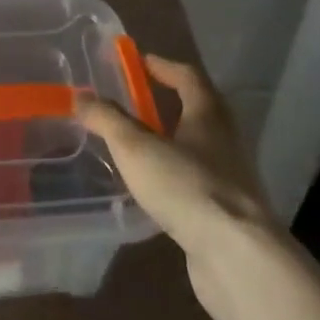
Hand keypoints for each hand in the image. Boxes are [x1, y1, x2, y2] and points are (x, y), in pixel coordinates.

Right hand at [78, 55, 276, 319]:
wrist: (238, 258)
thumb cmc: (186, 186)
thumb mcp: (135, 147)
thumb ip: (107, 119)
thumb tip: (81, 96)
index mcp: (208, 114)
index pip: (188, 76)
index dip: (164, 66)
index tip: (140, 61)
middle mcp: (225, 140)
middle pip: (199, 110)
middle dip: (169, 102)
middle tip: (136, 102)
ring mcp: (231, 179)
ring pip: (199, 148)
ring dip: (173, 141)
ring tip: (139, 147)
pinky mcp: (229, 214)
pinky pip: (198, 183)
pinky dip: (177, 177)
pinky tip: (155, 191)